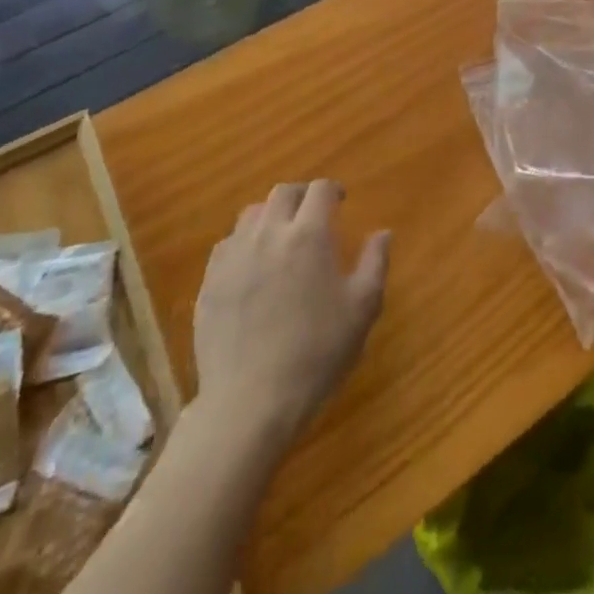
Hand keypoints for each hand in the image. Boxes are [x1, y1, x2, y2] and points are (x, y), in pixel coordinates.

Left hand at [192, 180, 389, 451]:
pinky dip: (244, 243)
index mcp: (309, 234)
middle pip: (283, 192)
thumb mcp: (361, 310)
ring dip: (271, 216)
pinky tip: (252, 266)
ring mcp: (235, 255)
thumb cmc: (315, 354)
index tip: (340, 201)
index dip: (333, 190)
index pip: (320, 190)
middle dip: (301, 196)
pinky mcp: (210, 280)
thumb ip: (375, 263)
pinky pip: (227, 244)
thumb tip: (383, 232)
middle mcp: (269, 233)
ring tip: (281, 237)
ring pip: (252, 214)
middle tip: (313, 215)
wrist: (250, 403)